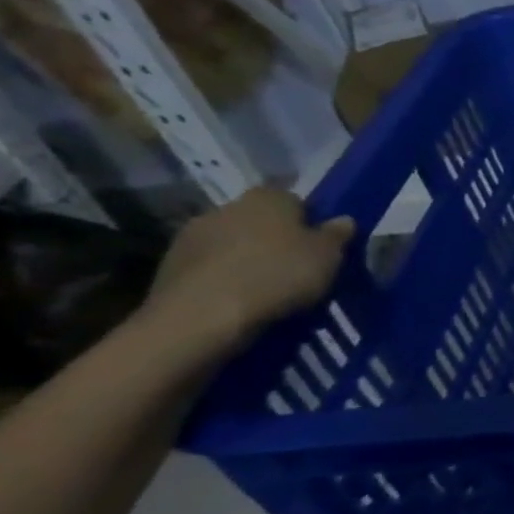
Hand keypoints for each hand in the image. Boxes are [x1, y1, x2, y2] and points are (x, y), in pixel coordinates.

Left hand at [139, 187, 354, 357]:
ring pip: (233, 243)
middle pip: (261, 221)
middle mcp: (227, 206)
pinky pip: (210, 267)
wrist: (203, 315)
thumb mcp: (328, 257)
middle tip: (296, 269)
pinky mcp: (170, 264)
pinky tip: (238, 301)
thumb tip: (343, 220)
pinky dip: (224, 278)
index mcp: (268, 197)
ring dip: (246, 259)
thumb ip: (337, 235)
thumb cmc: (278, 275)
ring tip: (266, 290)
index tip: (320, 247)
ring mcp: (192, 235)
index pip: (296, 200)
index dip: (310, 222)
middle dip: (276, 240)